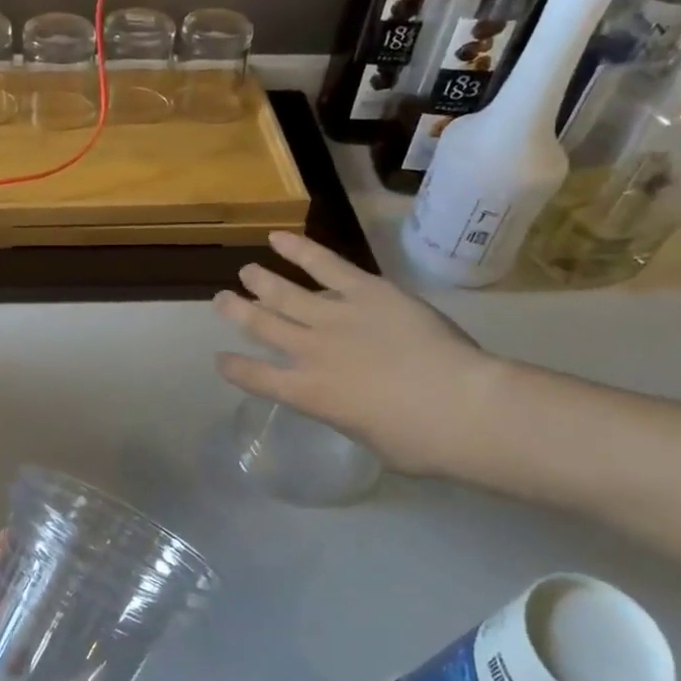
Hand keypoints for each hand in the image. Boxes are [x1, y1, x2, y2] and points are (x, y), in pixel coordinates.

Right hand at [214, 231, 509, 477]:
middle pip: (262, 325)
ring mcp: (336, 317)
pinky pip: (326, 265)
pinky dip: (300, 250)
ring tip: (246, 271)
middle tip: (221, 300)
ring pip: (285, 294)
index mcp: (309, 394)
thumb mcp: (371, 438)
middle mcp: (311, 352)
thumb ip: (351, 413)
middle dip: (237, 312)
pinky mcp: (366, 291)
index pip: (257, 378)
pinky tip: (279, 238)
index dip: (235, 367)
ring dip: (261, 281)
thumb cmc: (419, 441)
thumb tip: (354, 401)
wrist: (459, 405)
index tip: (221, 359)